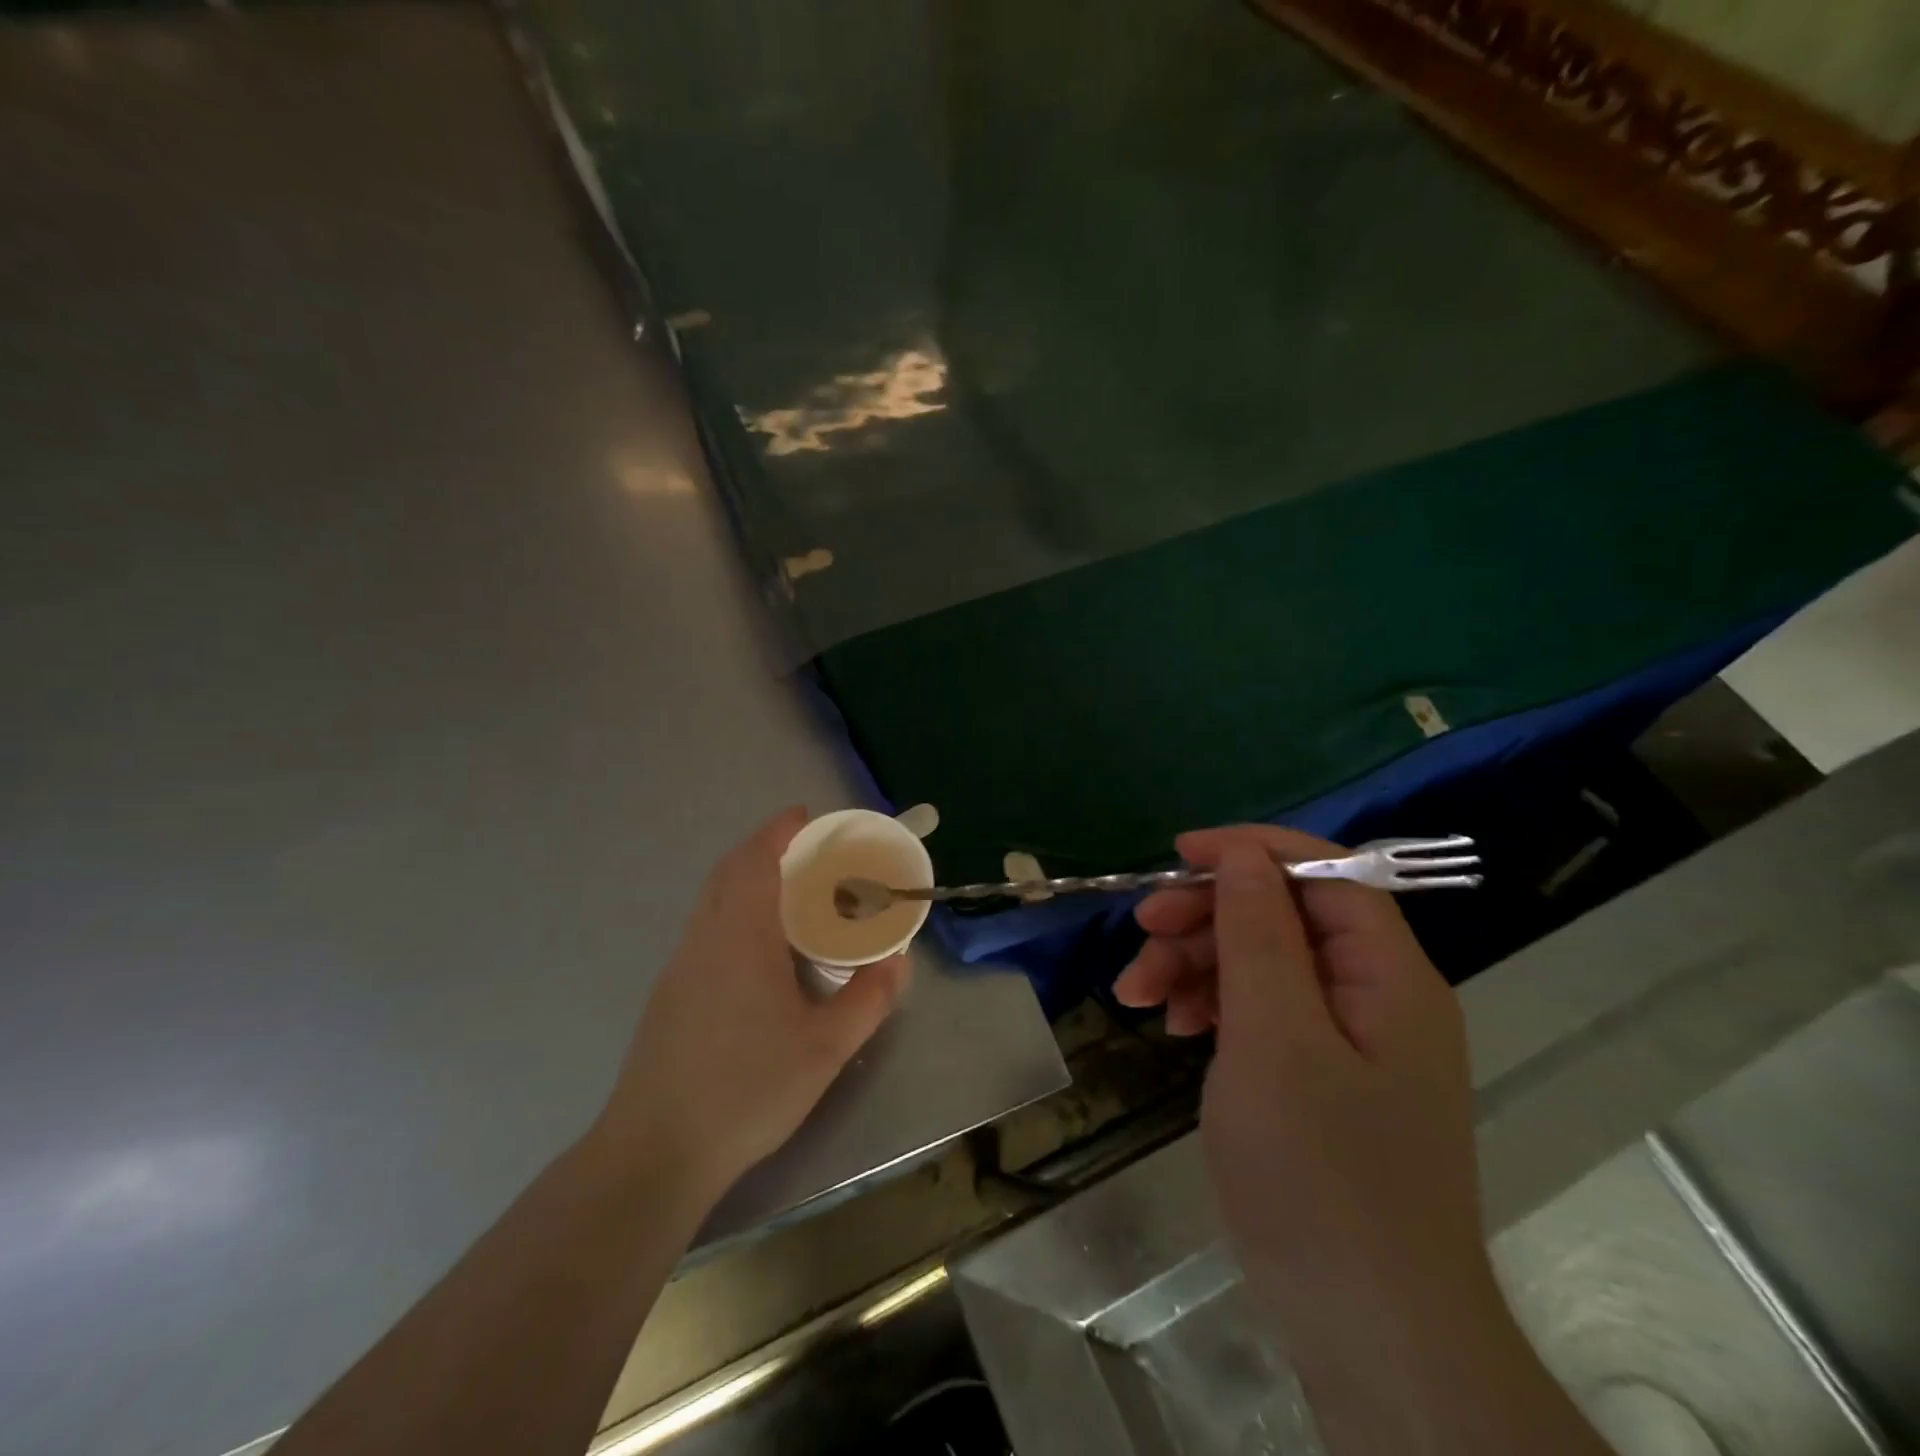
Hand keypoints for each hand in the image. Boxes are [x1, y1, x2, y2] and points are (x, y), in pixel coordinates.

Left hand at [595, 809, 909, 1206]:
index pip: (756, 860)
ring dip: (746, 880)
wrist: (656, 1150)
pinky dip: (733, 911)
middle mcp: (705, 938)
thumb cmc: (747, 1089)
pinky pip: (705, 927)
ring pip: (712, 900)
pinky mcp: (669, 993)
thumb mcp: (825, 1048)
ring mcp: (680, 965)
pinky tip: (758, 952)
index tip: (805, 816)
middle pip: (729, 871)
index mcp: (741, 937)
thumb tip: (899, 961)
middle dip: (764, 849)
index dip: (779, 831)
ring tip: (790, 897)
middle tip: (808, 855)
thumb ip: (868, 999)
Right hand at [1115, 825, 1495, 1341]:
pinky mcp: (1318, 1076)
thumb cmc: (1319, 1174)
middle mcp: (1375, 995)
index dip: (1251, 851)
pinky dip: (1212, 1008)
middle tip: (1141, 933)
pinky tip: (1173, 1025)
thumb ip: (1259, 934)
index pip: (1326, 873)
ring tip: (1136, 993)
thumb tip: (1243, 857)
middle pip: (1283, 917)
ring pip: (1262, 963)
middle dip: (1207, 916)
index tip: (1178, 856)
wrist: (1367, 1333)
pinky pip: (1261, 1012)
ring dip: (1196, 964)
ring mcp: (1346, 1039)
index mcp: (1388, 974)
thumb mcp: (1274, 1036)